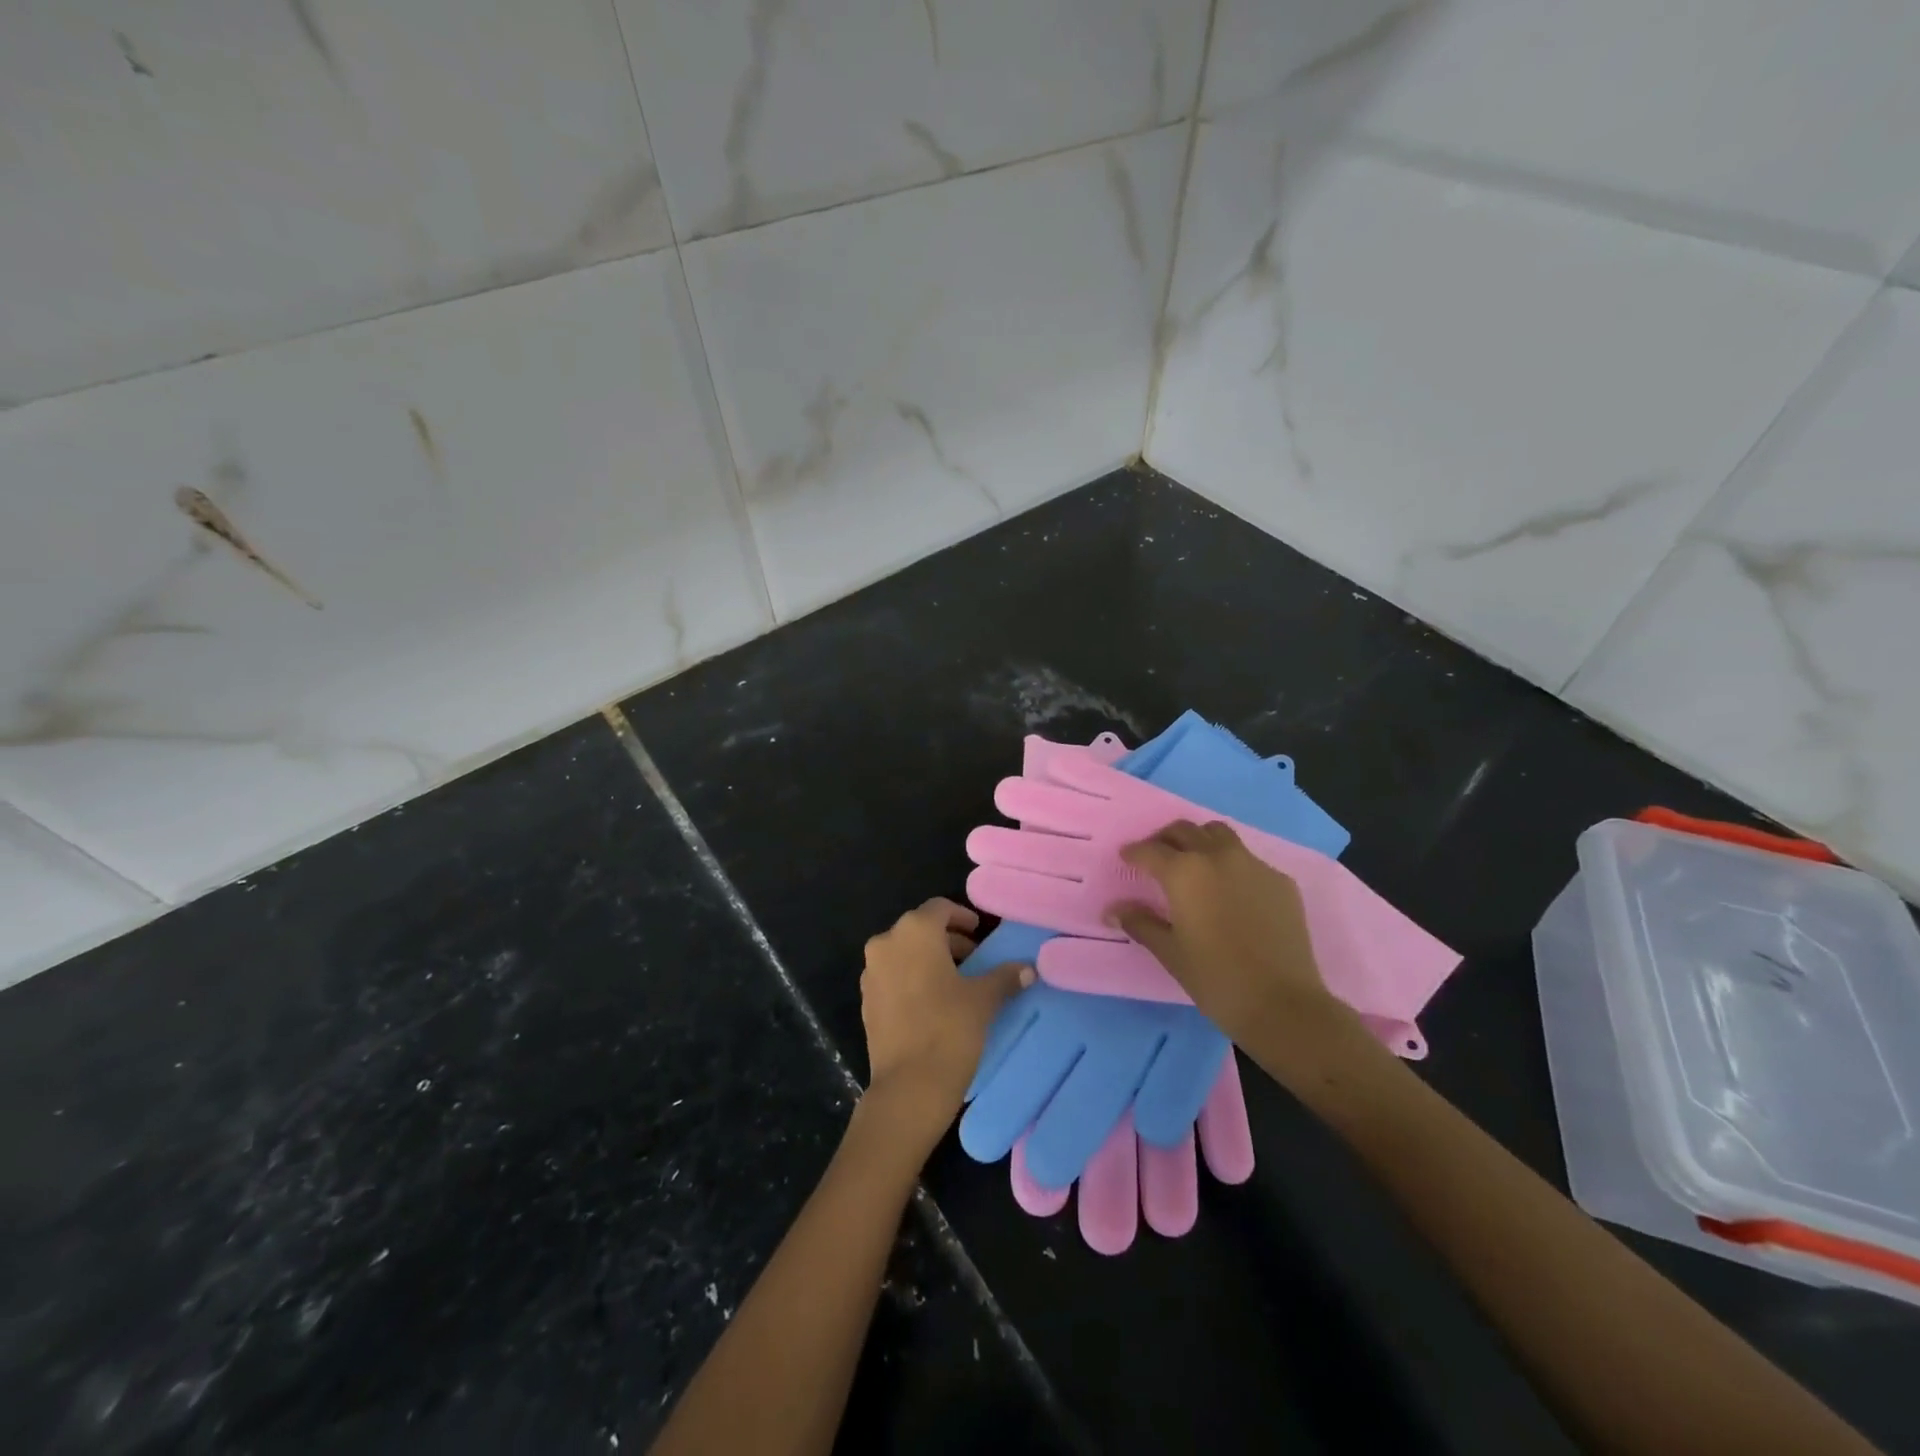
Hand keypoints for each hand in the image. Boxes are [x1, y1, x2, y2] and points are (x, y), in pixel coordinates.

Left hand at [859, 898, 1031, 1145]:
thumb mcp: (984, 999)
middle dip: (948, 940)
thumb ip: (1005, 977)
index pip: (940, 908)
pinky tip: (934, 1002)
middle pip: (920, 929)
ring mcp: (871, 973)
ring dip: (930, 960)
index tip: (980, 933)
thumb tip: (1028, 968)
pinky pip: (893, 977)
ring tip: (958, 981)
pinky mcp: (866, 1001)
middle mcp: (886, 943)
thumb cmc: (950, 1029)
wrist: (909, 1087)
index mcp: (914, 931)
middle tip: (975, 959)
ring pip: (904, 953)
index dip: (962, 917)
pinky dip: (913, 979)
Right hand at [1109, 821, 1351, 1049]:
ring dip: (1200, 841)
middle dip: (1165, 839)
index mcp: (1184, 873)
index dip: (1134, 852)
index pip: (1150, 850)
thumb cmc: (1216, 979)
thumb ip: (1140, 924)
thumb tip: (1114, 911)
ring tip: (1195, 865)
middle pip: (1184, 831)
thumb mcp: (1170, 953)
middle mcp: (1218, 857)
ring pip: (1219, 835)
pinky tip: (1232, 893)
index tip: (1126, 857)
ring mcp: (1253, 865)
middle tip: (1157, 857)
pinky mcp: (1281, 881)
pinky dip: (1232, 865)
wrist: (1283, 1004)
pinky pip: (1249, 860)